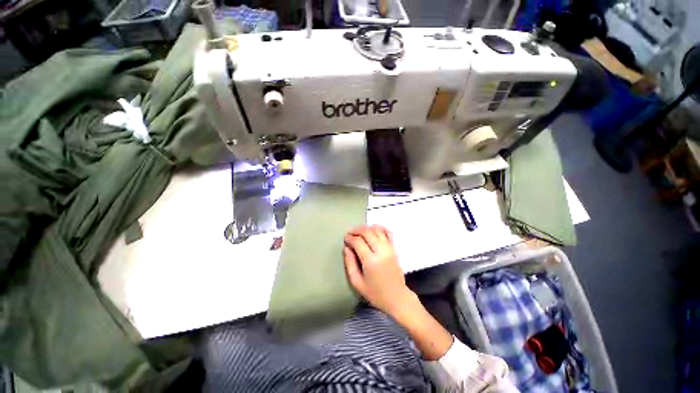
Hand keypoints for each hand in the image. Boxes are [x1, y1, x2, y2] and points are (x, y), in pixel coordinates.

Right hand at [343, 225, 416, 316]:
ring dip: (366, 228)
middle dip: (357, 230)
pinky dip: (380, 228)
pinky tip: (373, 229)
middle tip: (350, 233)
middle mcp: (381, 251)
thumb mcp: (357, 283)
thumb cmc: (375, 293)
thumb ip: (350, 264)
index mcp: (371, 261)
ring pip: (377, 230)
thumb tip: (346, 248)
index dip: (350, 238)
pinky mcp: (394, 248)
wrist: (397, 297)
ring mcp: (389, 248)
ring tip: (359, 232)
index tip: (345, 239)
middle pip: (367, 233)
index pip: (358, 242)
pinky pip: (388, 232)